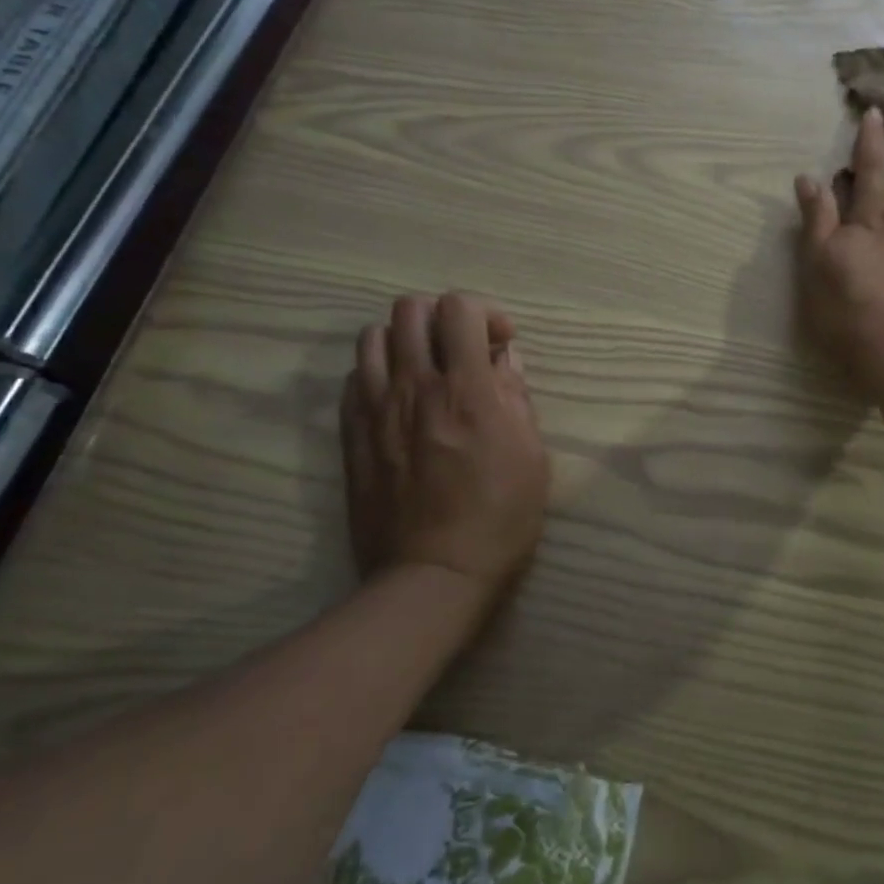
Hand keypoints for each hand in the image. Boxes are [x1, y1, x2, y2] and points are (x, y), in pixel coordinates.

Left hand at [340, 293, 549, 606]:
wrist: (433, 574)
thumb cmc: (500, 517)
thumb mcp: (531, 455)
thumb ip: (516, 396)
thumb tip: (504, 359)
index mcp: (466, 390)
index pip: (459, 308)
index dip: (485, 312)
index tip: (501, 343)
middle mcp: (414, 387)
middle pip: (410, 309)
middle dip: (443, 317)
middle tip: (464, 350)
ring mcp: (375, 410)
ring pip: (372, 336)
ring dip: (405, 340)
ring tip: (427, 369)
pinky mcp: (352, 435)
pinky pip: (354, 377)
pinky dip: (379, 372)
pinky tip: (400, 399)